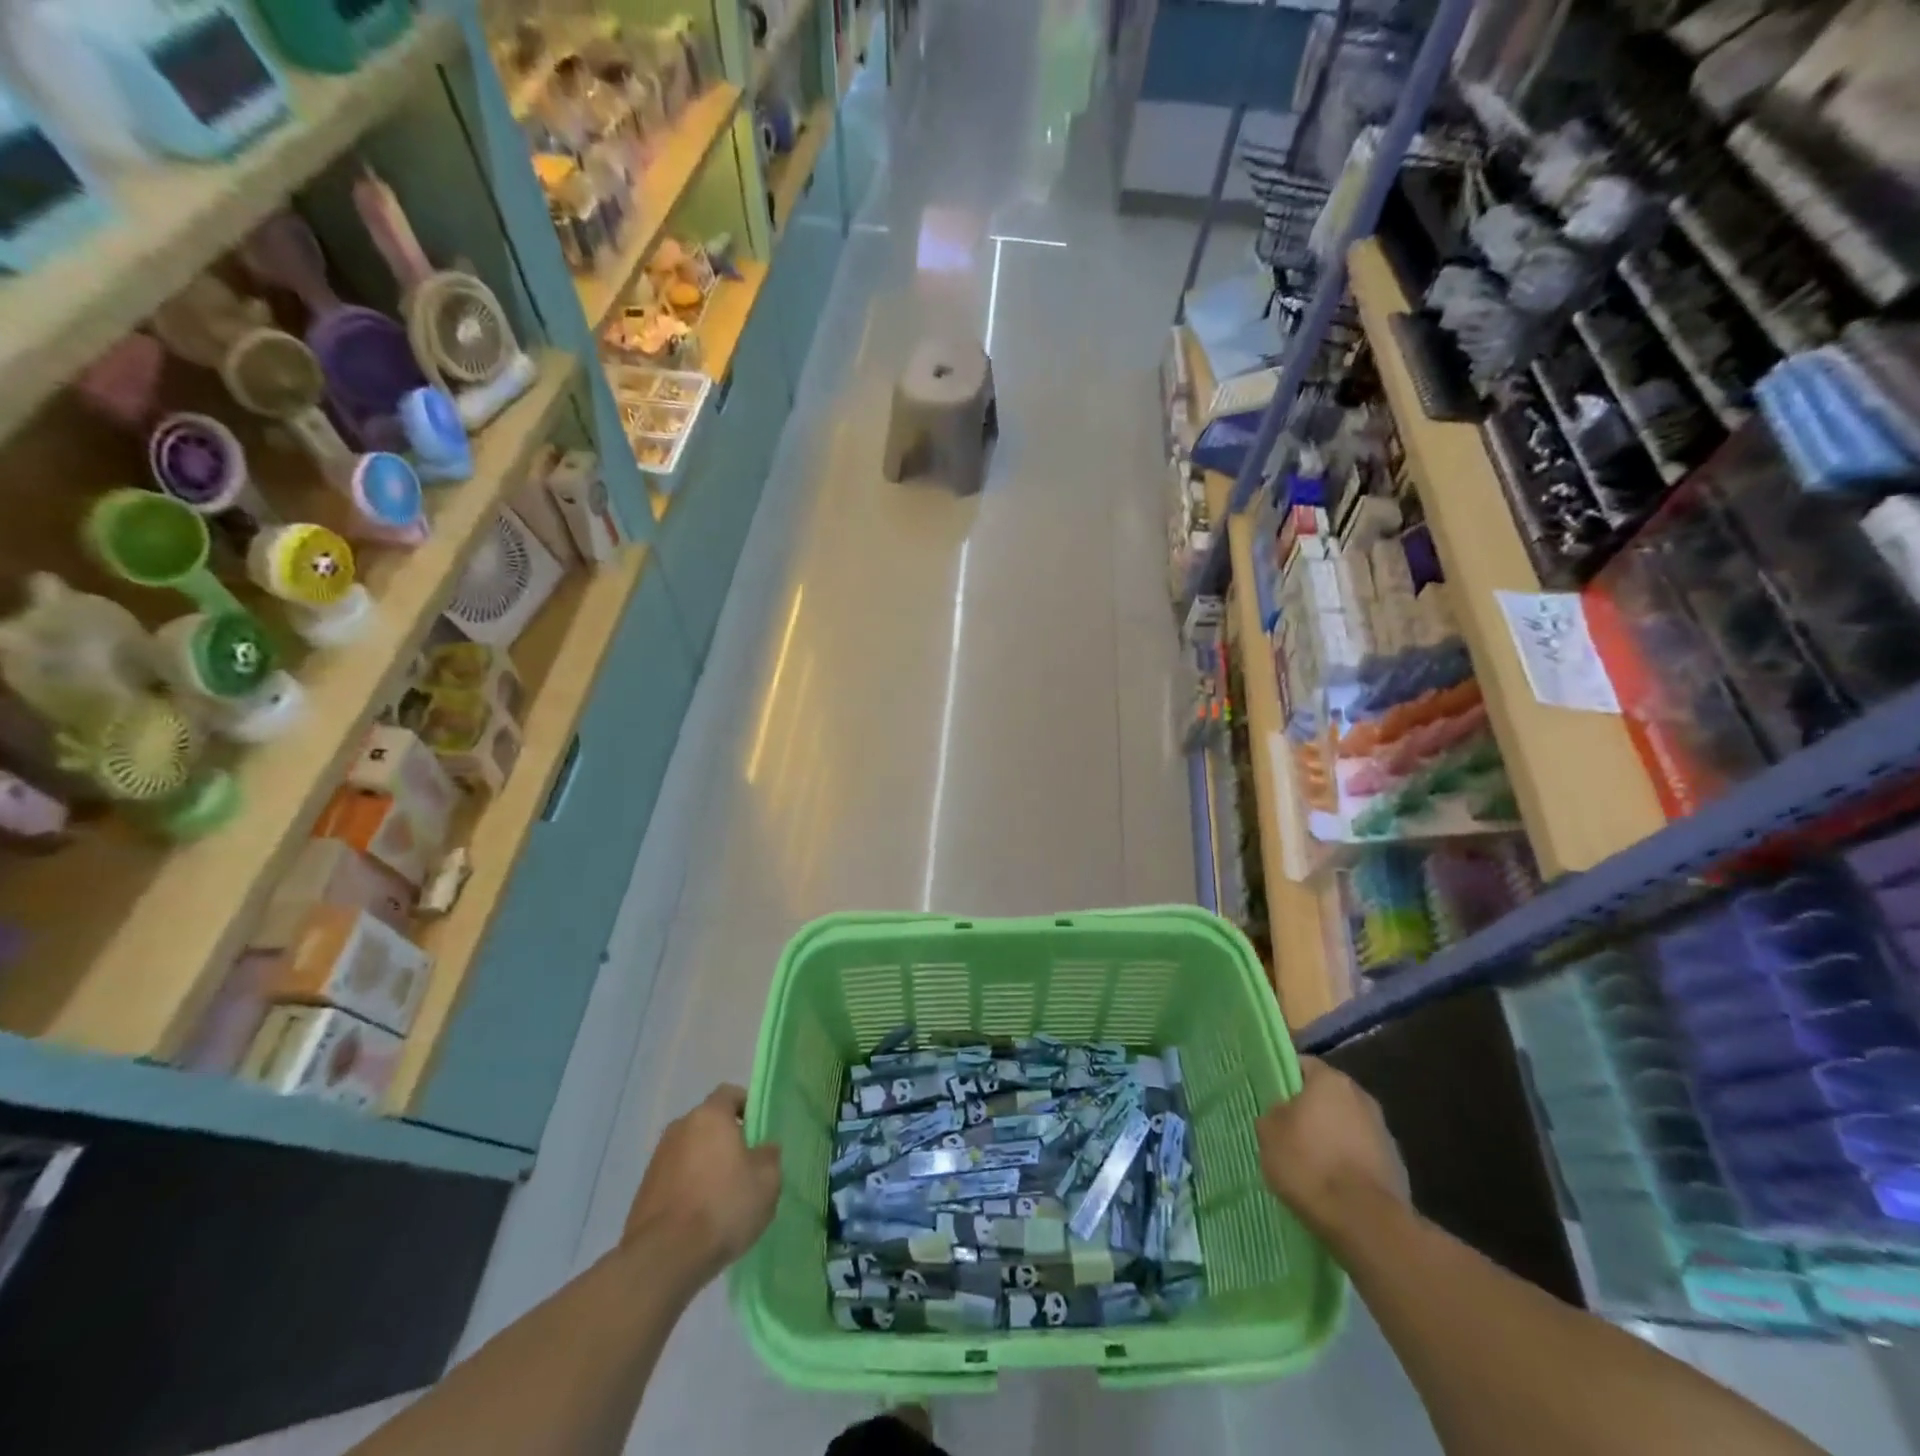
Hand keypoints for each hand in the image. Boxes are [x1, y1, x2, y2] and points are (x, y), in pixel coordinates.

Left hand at [624, 1084, 781, 1281]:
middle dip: (725, 1140)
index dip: (747, 1107)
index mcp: (709, 1116)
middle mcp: (679, 1128)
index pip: (729, 1094)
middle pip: (708, 1124)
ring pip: (690, 1152)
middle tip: (744, 1167)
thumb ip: (769, 1157)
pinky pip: (674, 1179)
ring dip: (705, 1166)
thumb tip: (764, 1149)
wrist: (663, 1258)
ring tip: (722, 1198)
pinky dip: (688, 1188)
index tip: (758, 1131)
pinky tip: (700, 1218)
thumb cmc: (722, 1207)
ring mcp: (657, 1160)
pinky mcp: (643, 1191)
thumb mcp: (766, 1182)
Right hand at [1257, 1058, 1406, 1234]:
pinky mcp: (1396, 1167)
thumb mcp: (1269, 1133)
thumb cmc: (1310, 1165)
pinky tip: (1333, 1186)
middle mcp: (1361, 1097)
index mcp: (1331, 1080)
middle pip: (1327, 1096)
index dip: (1284, 1080)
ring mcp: (1383, 1133)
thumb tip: (1283, 1114)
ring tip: (1310, 1165)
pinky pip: (1362, 1156)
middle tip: (1288, 1133)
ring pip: (1346, 1126)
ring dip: (1331, 1138)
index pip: (1302, 1065)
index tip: (1271, 1101)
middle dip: (1310, 1111)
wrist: (1366, 1223)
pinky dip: (1348, 1164)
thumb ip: (1273, 1114)